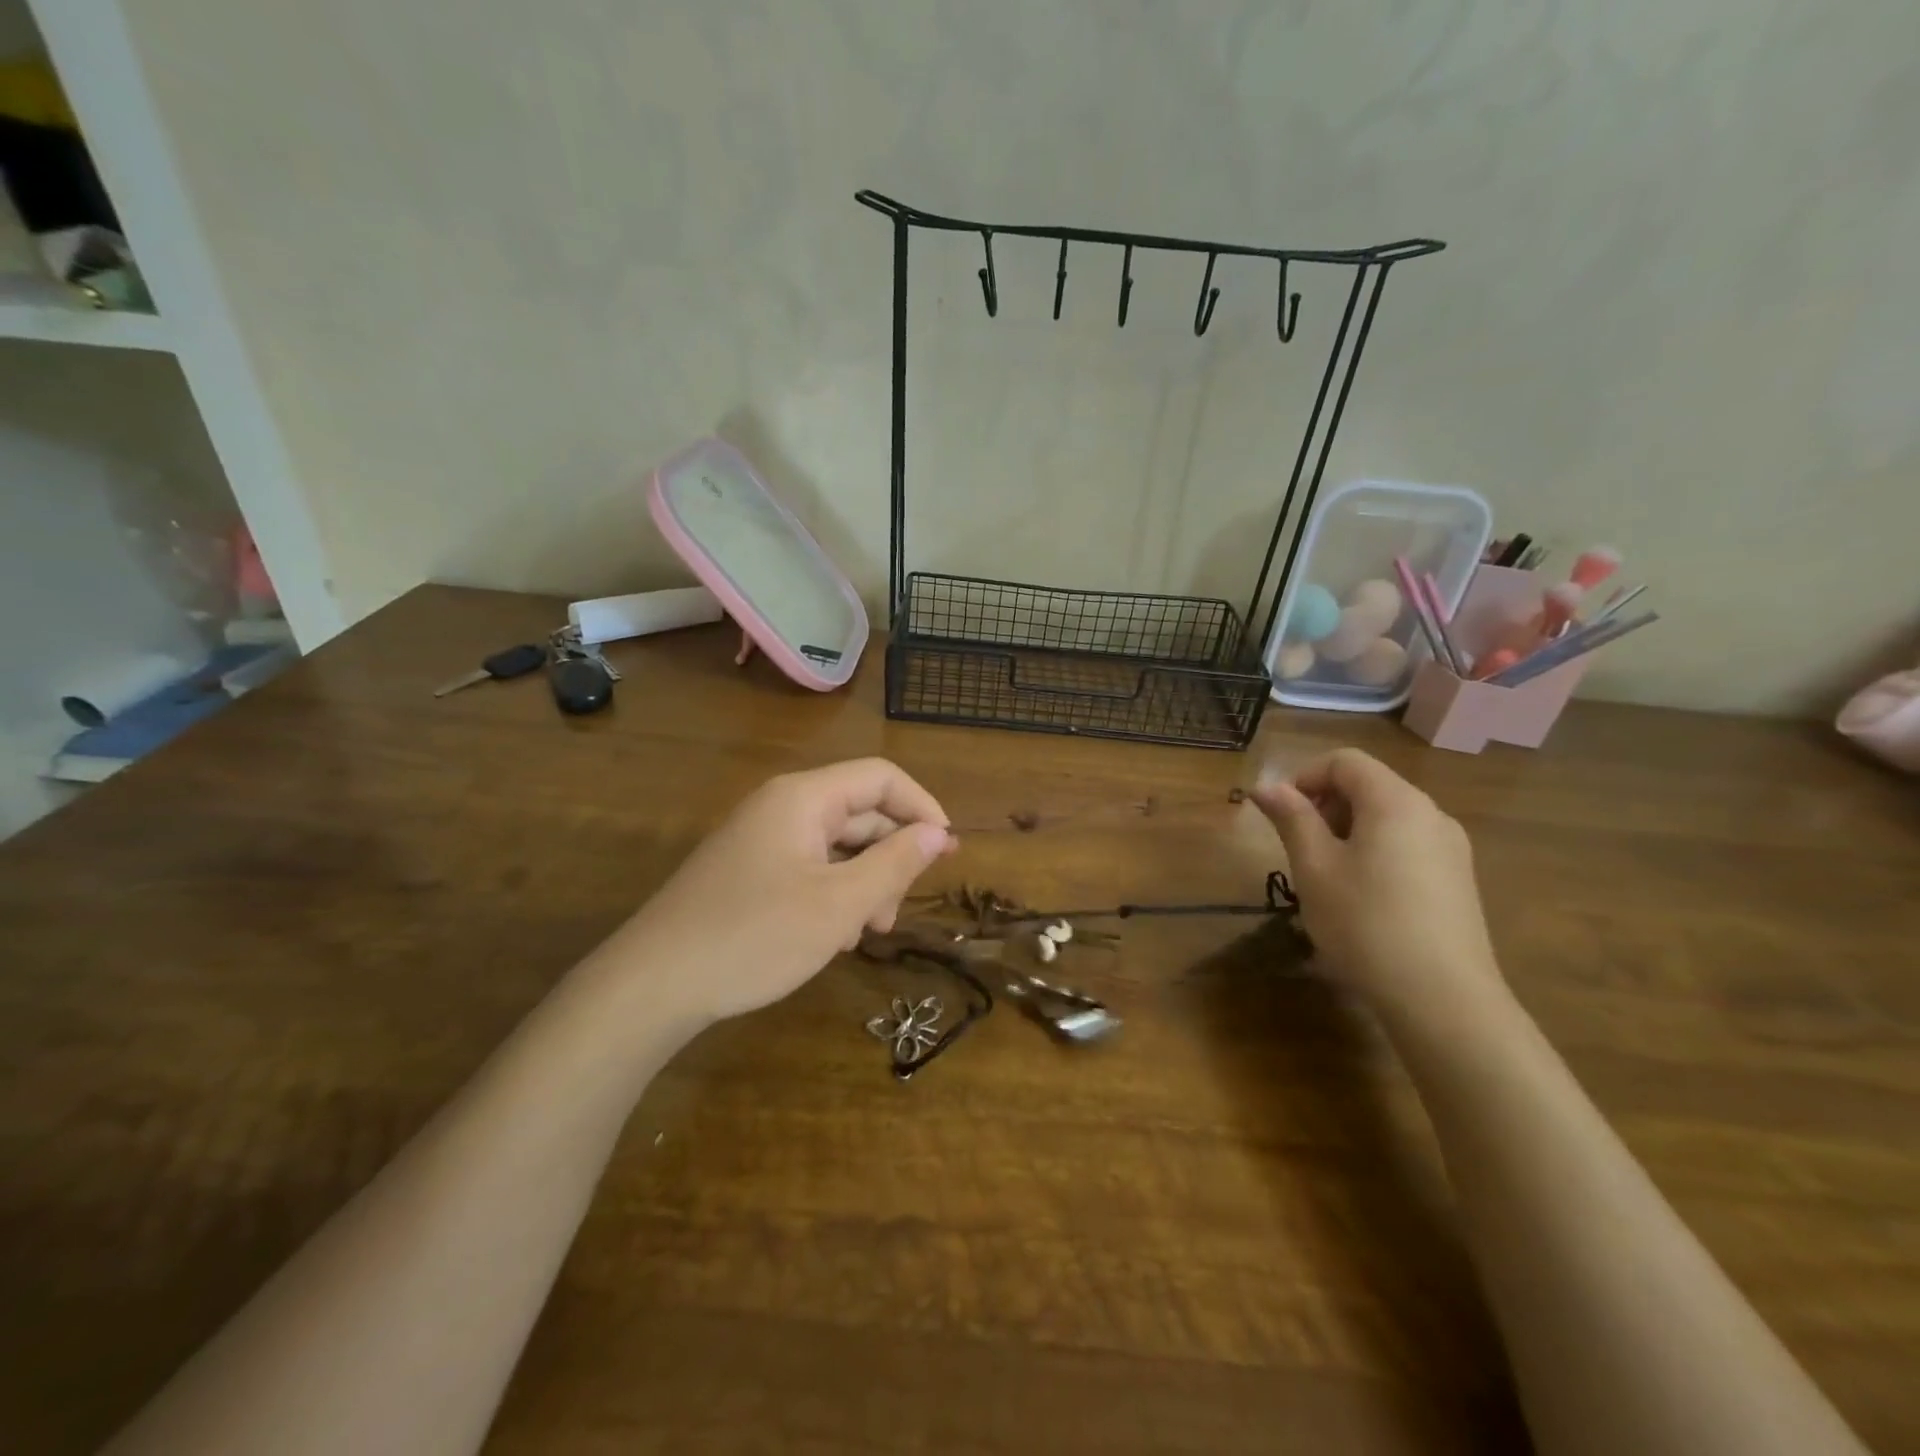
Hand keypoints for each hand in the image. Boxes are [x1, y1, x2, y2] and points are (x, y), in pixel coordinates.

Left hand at [599, 758, 956, 1024]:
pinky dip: (833, 893)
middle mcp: (782, 806)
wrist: (652, 984)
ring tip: (866, 932)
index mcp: (804, 797)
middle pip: (859, 813)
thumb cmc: (754, 936)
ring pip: (835, 845)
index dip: (922, 808)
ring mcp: (761, 838)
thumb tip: (938, 833)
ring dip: (863, 882)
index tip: (947, 853)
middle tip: (896, 913)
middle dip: (890, 858)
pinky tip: (833, 936)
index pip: (882, 777)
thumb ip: (895, 863)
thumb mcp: (839, 904)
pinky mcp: (748, 870)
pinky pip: (808, 867)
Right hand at [1251, 748, 1507, 1028]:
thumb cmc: (1365, 923)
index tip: (1281, 816)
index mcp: (1396, 802)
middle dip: (1325, 806)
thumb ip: (1291, 818)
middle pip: (1369, 786)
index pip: (1345, 761)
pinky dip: (1375, 853)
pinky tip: (1361, 899)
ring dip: (1347, 832)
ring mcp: (1451, 849)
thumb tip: (1265, 786)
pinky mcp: (1458, 881)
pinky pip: (1407, 846)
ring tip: (1326, 877)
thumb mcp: (1314, 867)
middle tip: (1299, 849)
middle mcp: (1431, 814)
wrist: (1443, 1000)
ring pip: (1388, 818)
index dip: (1304, 777)